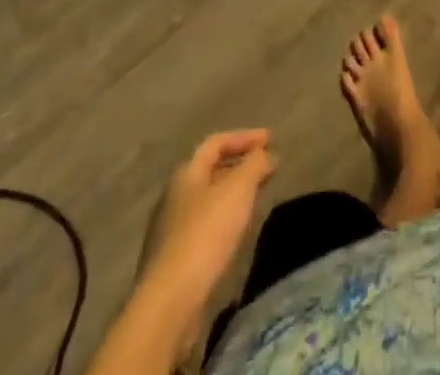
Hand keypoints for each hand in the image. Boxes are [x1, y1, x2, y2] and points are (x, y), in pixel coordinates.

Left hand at [138, 130, 277, 318]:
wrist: (168, 303)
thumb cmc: (205, 234)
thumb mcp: (238, 190)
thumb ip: (255, 165)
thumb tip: (266, 154)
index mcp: (186, 174)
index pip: (216, 142)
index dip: (244, 137)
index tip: (270, 139)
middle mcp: (173, 196)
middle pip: (209, 171)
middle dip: (239, 166)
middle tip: (264, 168)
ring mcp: (169, 230)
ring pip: (207, 200)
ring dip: (232, 194)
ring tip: (255, 199)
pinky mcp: (172, 261)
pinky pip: (203, 227)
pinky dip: (223, 220)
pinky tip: (236, 233)